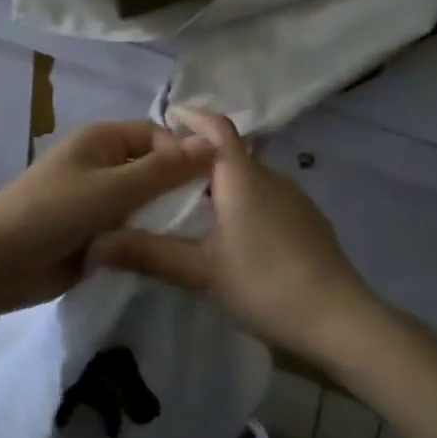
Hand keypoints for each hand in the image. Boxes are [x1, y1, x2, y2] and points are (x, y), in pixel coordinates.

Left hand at [0, 120, 216, 316]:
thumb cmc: (53, 212)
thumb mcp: (112, 188)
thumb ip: (163, 170)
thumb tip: (213, 143)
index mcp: (103, 140)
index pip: (157, 136)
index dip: (184, 154)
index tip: (213, 185)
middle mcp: (104, 165)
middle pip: (154, 169)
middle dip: (180, 188)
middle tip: (216, 215)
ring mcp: (99, 201)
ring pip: (146, 202)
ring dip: (166, 216)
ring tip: (202, 236)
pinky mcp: (97, 234)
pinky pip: (133, 229)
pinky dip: (150, 237)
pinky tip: (175, 253)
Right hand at [88, 107, 376, 362]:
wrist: (340, 320)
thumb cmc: (265, 286)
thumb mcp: (200, 273)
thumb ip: (148, 254)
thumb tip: (96, 243)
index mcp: (242, 178)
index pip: (217, 129)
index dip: (193, 117)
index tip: (167, 117)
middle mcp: (271, 177)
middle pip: (231, 152)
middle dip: (198, 155)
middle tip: (164, 173)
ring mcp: (295, 198)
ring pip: (250, 176)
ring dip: (222, 179)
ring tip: (192, 203)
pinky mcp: (309, 220)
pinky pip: (267, 195)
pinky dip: (243, 199)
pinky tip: (233, 232)